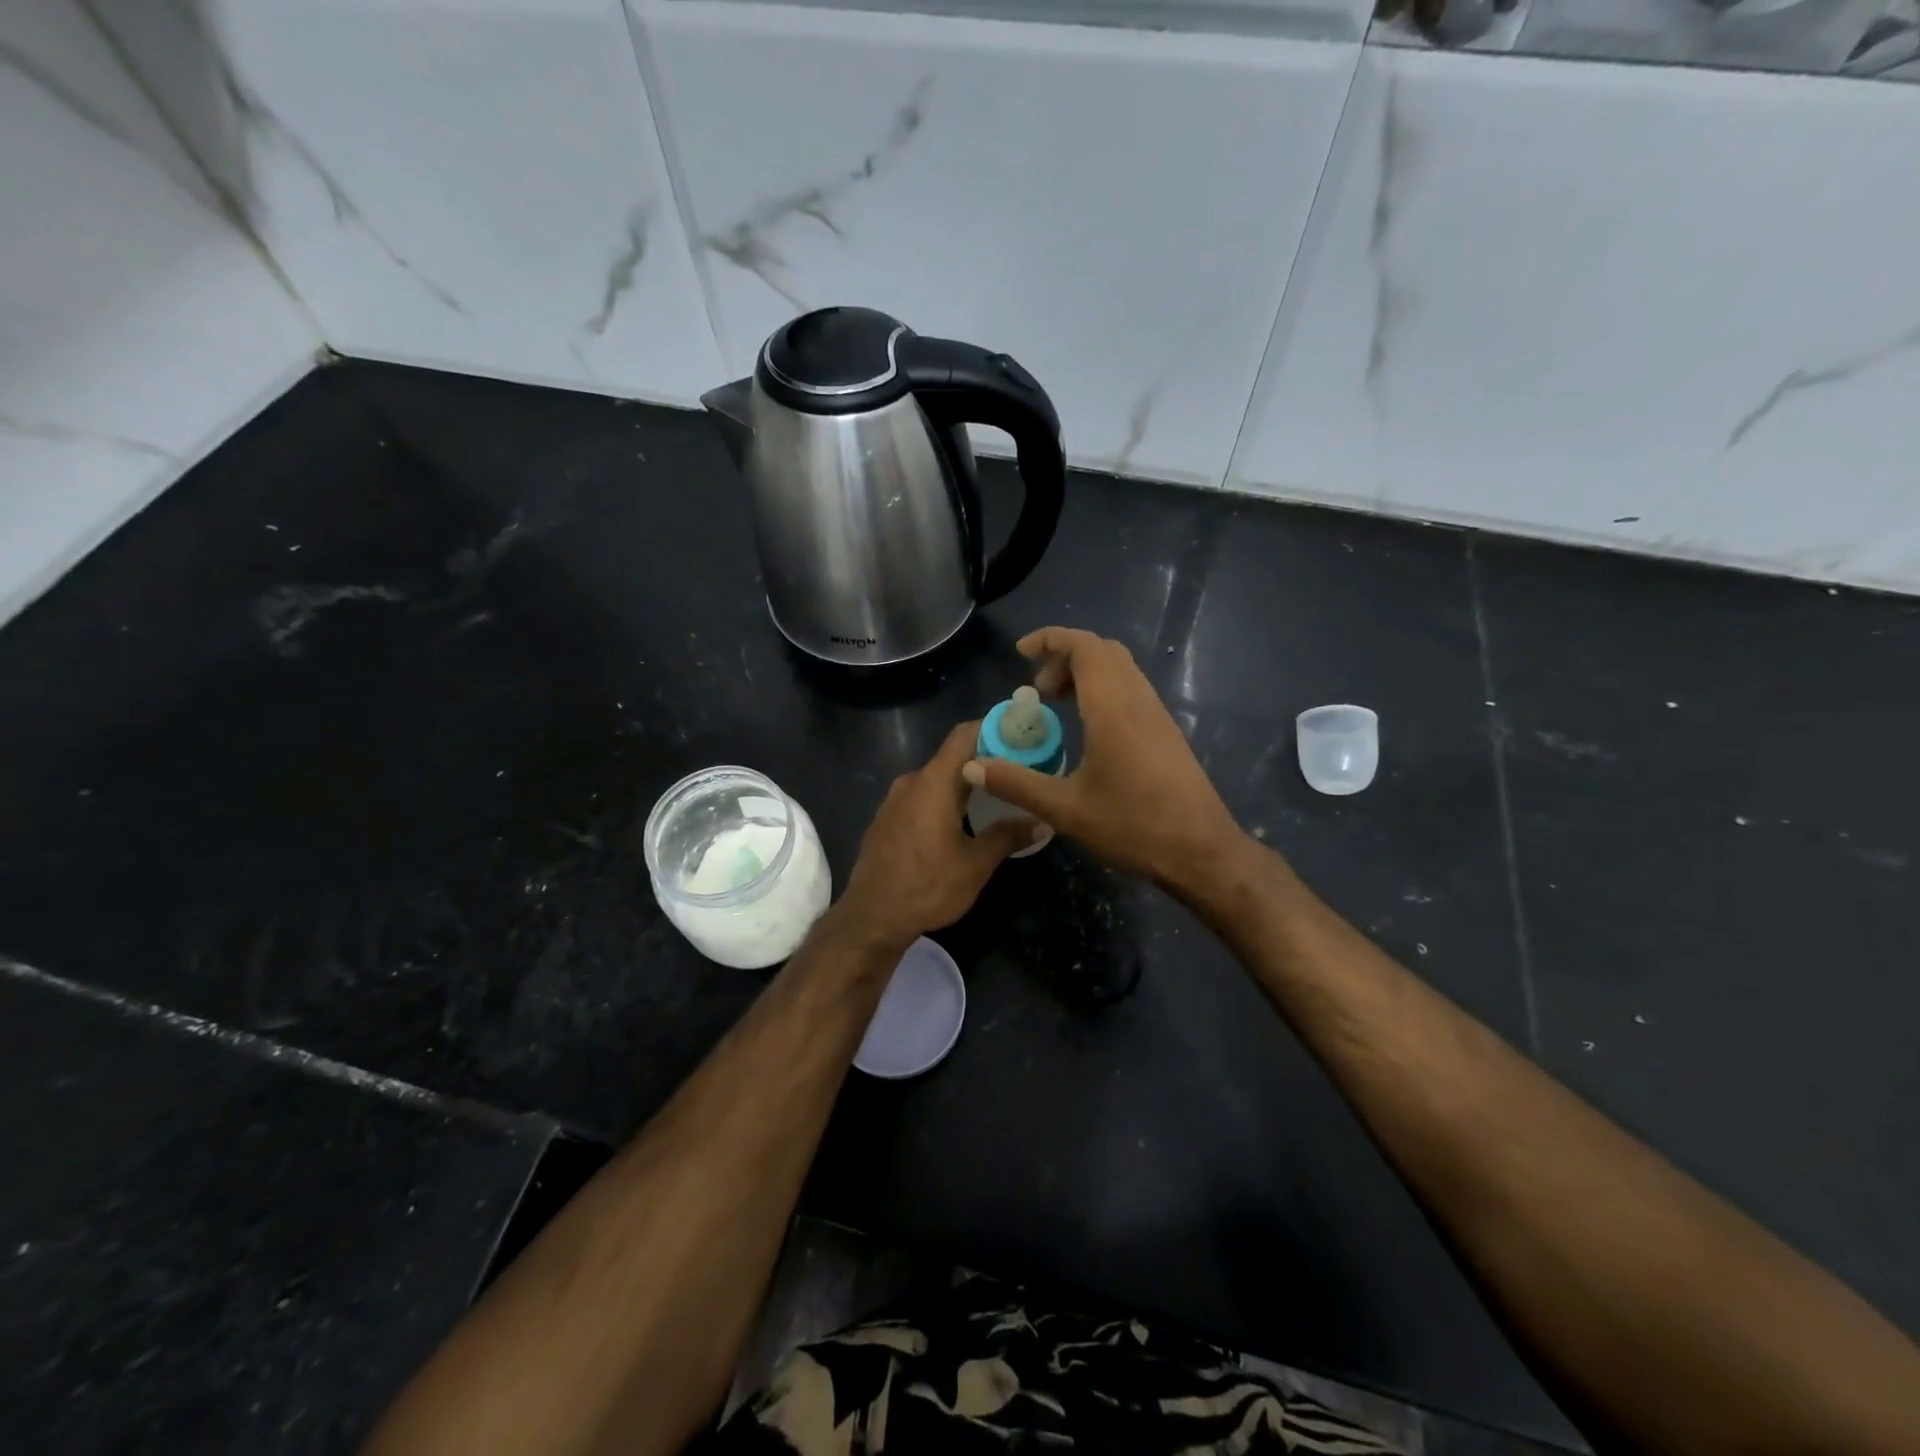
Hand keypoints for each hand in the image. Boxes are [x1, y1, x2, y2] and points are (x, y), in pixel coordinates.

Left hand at [832, 720, 1041, 950]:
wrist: (871, 918)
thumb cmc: (927, 887)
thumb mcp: (975, 865)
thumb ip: (1007, 836)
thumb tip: (1042, 822)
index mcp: (934, 783)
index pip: (964, 735)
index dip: (993, 729)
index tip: (1021, 736)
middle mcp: (911, 782)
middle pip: (952, 757)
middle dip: (985, 761)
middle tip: (1018, 772)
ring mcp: (894, 801)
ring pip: (936, 779)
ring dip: (963, 783)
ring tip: (995, 798)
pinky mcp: (886, 820)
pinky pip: (920, 797)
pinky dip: (942, 799)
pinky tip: (960, 822)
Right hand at [961, 627, 1243, 892]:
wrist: (1201, 851)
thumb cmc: (1132, 825)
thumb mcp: (1065, 809)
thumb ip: (1016, 784)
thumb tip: (971, 765)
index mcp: (1112, 707)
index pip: (1084, 646)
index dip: (1050, 639)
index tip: (1021, 652)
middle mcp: (1137, 699)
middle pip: (1102, 651)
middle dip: (1065, 656)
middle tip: (1038, 689)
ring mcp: (1156, 714)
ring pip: (1120, 669)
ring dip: (1085, 673)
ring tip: (1057, 705)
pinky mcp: (1166, 731)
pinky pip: (1131, 689)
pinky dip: (1102, 690)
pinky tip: (1088, 728)